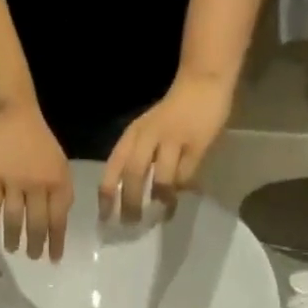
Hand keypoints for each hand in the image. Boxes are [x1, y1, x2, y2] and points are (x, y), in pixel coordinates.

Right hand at [0, 106, 72, 259]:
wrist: (13, 114)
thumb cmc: (40, 142)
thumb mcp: (61, 166)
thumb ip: (61, 193)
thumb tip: (57, 223)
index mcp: (58, 182)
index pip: (58, 220)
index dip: (56, 243)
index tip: (54, 259)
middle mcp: (38, 185)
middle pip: (36, 224)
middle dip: (35, 246)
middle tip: (33, 258)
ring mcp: (13, 181)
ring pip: (13, 219)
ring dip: (13, 238)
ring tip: (13, 248)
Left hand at [99, 74, 232, 223]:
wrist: (203, 83)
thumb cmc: (172, 113)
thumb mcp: (147, 131)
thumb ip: (139, 158)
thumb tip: (132, 196)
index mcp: (133, 135)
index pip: (113, 166)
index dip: (107, 194)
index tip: (104, 217)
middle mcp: (149, 137)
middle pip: (133, 174)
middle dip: (130, 203)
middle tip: (130, 224)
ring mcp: (173, 140)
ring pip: (161, 178)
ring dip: (158, 200)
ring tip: (159, 217)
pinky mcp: (196, 145)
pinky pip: (185, 175)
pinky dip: (180, 191)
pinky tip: (178, 202)